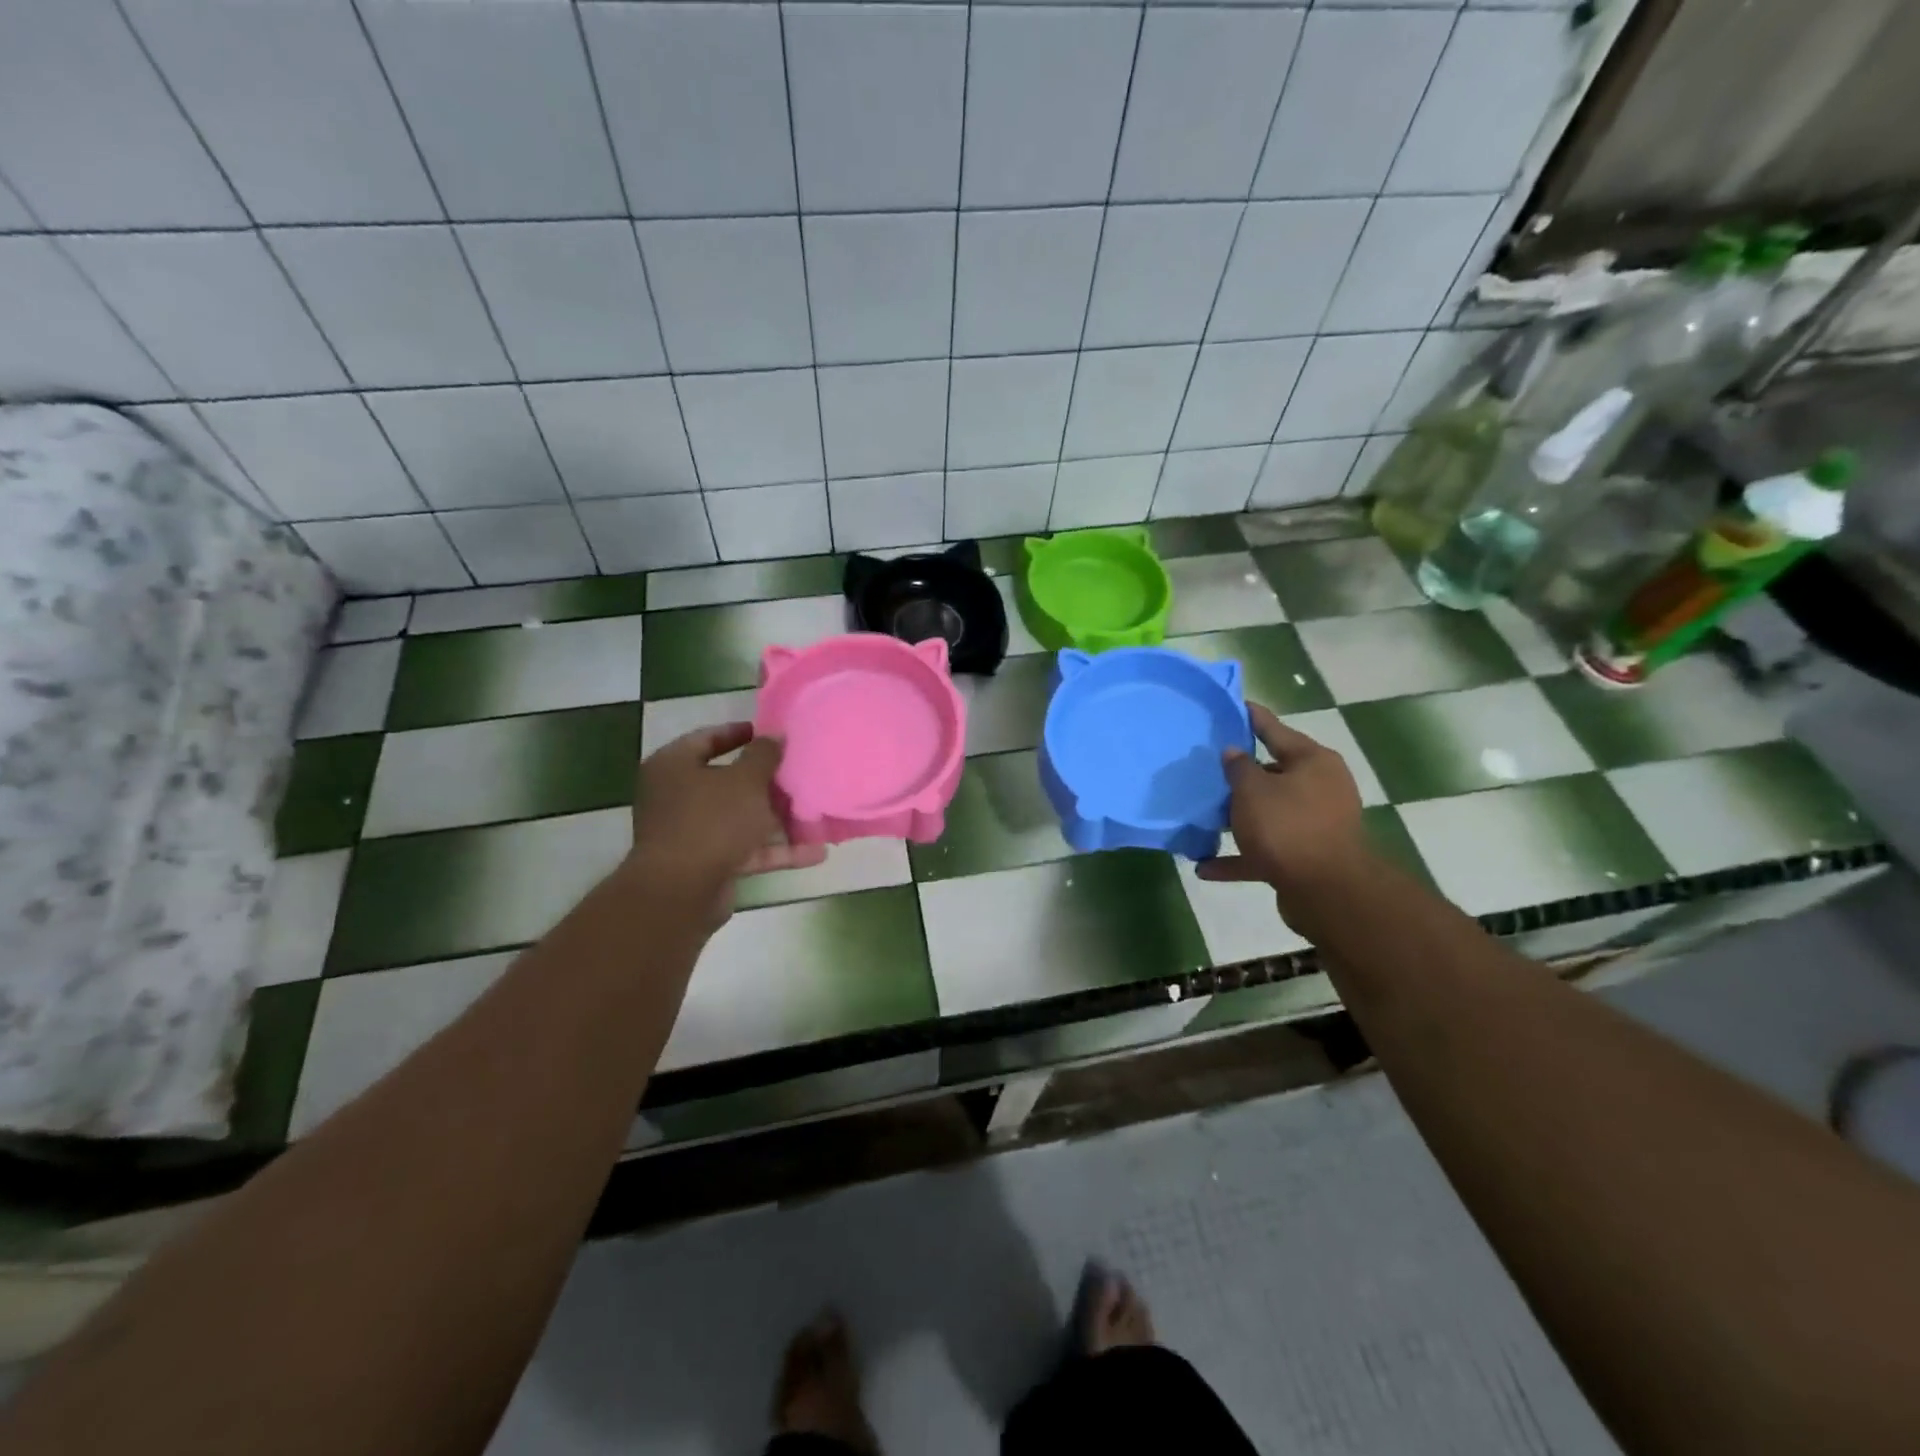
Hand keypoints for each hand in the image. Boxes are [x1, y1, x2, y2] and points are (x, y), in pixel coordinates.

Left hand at [626, 722, 826, 930]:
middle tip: (797, 772)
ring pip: (739, 817)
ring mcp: (690, 832)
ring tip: (814, 812)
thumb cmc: (711, 821)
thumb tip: (775, 736)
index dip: (739, 733)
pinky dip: (775, 850)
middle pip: (726, 780)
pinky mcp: (706, 863)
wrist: (682, 892)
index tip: (770, 734)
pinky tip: (814, 853)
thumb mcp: (746, 780)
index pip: (706, 738)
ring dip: (776, 818)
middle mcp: (676, 796)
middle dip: (765, 781)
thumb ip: (764, 755)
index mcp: (673, 766)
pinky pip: (745, 849)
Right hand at [1196, 702, 1369, 921]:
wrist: (1326, 891)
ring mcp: (1315, 824)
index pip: (1275, 730)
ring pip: (1268, 813)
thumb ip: (1238, 767)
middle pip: (1273, 774)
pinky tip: (1206, 866)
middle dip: (1241, 775)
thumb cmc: (1287, 826)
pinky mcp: (1305, 856)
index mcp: (1313, 762)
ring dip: (1238, 817)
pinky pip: (1265, 850)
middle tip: (1208, 766)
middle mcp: (1320, 788)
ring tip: (1203, 815)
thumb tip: (1234, 752)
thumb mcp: (1252, 790)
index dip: (1251, 718)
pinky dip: (1239, 855)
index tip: (1233, 706)